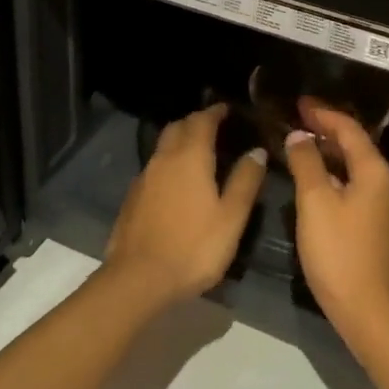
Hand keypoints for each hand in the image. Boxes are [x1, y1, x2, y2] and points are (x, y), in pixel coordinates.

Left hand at [105, 104, 265, 305]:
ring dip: (180, 141)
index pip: (202, 120)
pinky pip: (154, 167)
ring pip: (163, 146)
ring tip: (198, 153)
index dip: (215, 112)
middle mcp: (164, 158)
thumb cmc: (193, 247)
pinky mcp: (132, 197)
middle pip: (178, 127)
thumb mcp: (231, 217)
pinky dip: (168, 163)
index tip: (227, 109)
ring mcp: (144, 177)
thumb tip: (256, 150)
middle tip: (214, 127)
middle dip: (195, 122)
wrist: (138, 279)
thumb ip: (245, 181)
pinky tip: (177, 183)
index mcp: (190, 157)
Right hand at [284, 100, 388, 340]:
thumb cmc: (340, 253)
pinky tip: (315, 182)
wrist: (370, 313)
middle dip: (326, 131)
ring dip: (329, 154)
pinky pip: (355, 187)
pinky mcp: (378, 227)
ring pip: (354, 168)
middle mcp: (386, 183)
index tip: (298, 103)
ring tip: (301, 145)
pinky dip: (334, 175)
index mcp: (375, 171)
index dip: (323, 113)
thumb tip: (299, 136)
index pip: (349, 129)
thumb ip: (306, 163)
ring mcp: (385, 207)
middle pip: (355, 146)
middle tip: (296, 120)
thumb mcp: (315, 203)